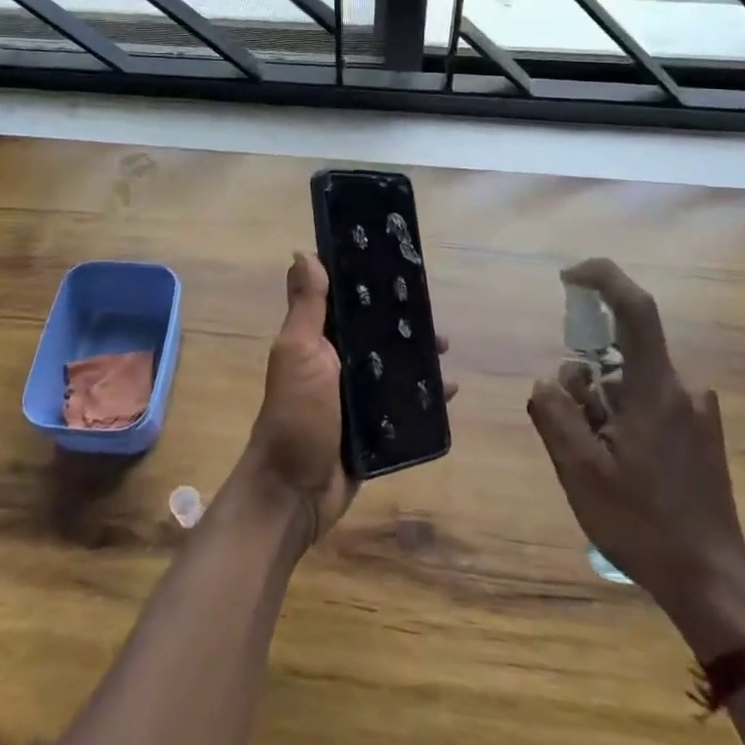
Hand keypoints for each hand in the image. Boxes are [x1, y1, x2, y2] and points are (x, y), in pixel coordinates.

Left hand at [238, 252, 453, 546]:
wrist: (295, 493)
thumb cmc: (296, 415)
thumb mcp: (299, 353)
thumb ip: (306, 306)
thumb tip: (303, 252)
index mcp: (317, 340)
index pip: (346, 302)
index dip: (369, 284)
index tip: (399, 267)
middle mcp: (336, 363)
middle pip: (376, 333)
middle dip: (403, 323)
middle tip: (433, 318)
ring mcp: (356, 397)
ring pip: (393, 366)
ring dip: (419, 357)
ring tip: (445, 349)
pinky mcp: (373, 428)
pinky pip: (404, 404)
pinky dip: (426, 396)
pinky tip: (450, 390)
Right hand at [527, 259, 744, 657]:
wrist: (713, 584)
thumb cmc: (643, 524)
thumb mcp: (580, 470)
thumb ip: (555, 413)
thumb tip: (547, 381)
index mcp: (656, 388)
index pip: (635, 307)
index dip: (602, 277)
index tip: (567, 277)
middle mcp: (682, 388)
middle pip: (619, 355)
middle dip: (585, 382)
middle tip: (574, 432)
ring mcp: (697, 412)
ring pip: (629, 383)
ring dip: (602, 407)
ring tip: (599, 462)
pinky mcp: (701, 434)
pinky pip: (648, 403)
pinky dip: (623, 419)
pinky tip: (621, 467)